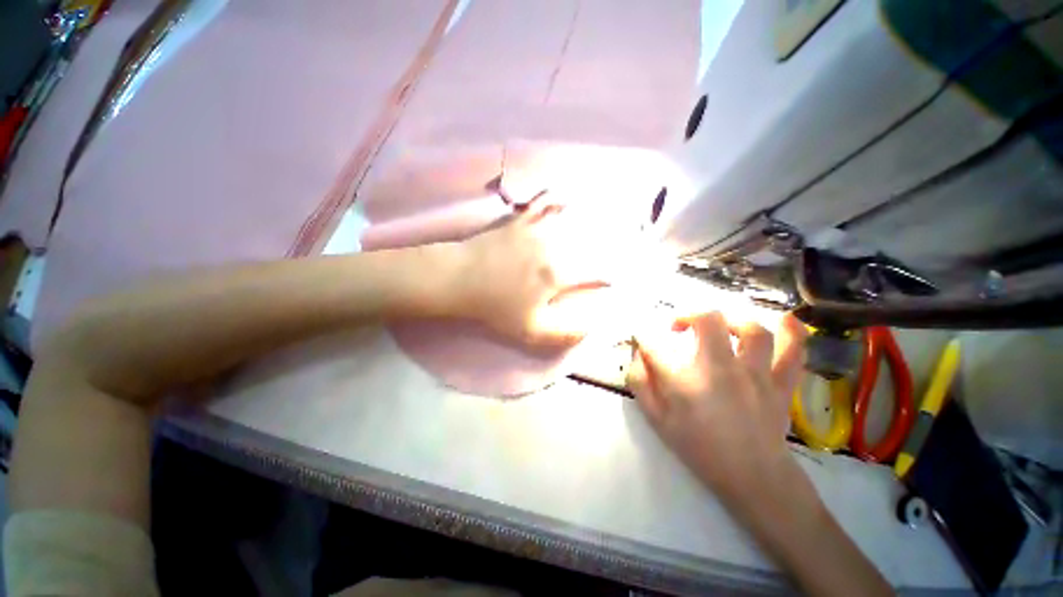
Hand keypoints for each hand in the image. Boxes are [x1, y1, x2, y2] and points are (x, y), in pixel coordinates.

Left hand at [453, 199, 613, 346]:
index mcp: (559, 273)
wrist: (460, 278)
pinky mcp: (520, 220)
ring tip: (605, 217)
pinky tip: (564, 195)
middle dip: (611, 244)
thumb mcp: (531, 331)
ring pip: (572, 218)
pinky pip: (542, 201)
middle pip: (590, 242)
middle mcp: (554, 245)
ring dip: (590, 218)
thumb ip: (565, 333)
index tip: (619, 279)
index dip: (613, 276)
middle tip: (621, 244)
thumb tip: (593, 328)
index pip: (597, 272)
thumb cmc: (495, 305)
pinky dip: (556, 196)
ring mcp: (536, 228)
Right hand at [626, 312, 807, 501]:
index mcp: (684, 383)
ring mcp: (757, 375)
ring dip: (731, 321)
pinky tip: (783, 321)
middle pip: (707, 320)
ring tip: (721, 329)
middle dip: (687, 315)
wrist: (753, 477)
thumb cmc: (699, 448)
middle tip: (680, 328)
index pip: (655, 345)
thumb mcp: (657, 420)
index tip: (642, 340)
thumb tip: (637, 354)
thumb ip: (640, 383)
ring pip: (751, 330)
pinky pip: (793, 350)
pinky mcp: (782, 383)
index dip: (644, 338)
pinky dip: (792, 332)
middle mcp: (721, 370)